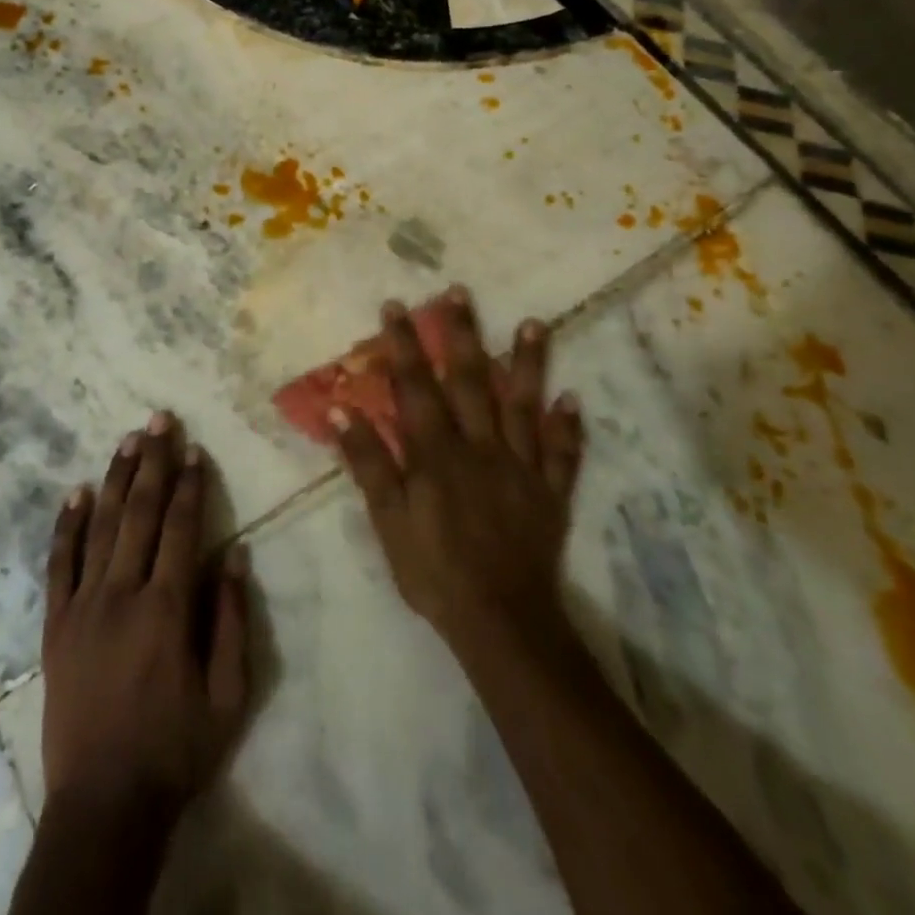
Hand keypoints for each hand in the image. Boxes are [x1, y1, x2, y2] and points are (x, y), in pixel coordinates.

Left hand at [39, 413, 250, 832]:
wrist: (104, 802)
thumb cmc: (175, 749)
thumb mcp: (227, 696)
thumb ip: (230, 621)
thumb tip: (234, 555)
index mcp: (166, 608)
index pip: (180, 527)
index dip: (189, 485)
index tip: (194, 450)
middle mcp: (122, 593)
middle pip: (139, 512)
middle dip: (153, 461)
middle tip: (159, 419)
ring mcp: (83, 604)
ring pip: (100, 526)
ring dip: (115, 478)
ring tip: (127, 439)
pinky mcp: (55, 622)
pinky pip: (59, 562)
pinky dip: (66, 524)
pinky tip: (74, 491)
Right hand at [330, 290, 584, 666]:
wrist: (501, 621)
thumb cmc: (433, 569)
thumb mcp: (387, 520)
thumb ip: (368, 461)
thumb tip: (340, 408)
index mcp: (437, 453)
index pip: (417, 386)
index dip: (404, 345)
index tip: (396, 306)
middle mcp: (480, 447)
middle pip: (470, 381)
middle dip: (462, 334)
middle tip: (459, 292)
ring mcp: (521, 467)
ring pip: (524, 406)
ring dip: (527, 363)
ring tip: (533, 323)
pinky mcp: (550, 493)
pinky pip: (562, 454)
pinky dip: (569, 427)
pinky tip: (574, 399)